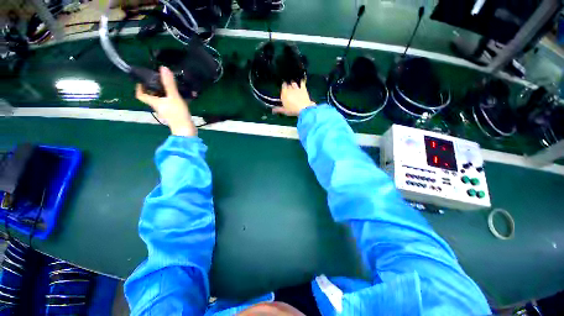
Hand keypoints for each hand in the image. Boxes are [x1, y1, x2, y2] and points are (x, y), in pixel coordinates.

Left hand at [136, 66, 196, 136]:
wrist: (186, 129)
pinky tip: (183, 96)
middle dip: (155, 87)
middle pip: (152, 96)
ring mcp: (166, 111)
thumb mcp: (174, 97)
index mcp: (154, 102)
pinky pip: (171, 104)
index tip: (142, 80)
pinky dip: (174, 99)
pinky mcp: (174, 114)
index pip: (140, 94)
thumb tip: (163, 68)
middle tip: (161, 80)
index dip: (139, 87)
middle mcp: (158, 106)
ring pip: (163, 100)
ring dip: (166, 93)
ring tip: (174, 86)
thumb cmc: (177, 113)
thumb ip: (169, 84)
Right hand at [273, 80, 314, 116]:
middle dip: (288, 86)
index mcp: (284, 94)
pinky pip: (302, 82)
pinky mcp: (303, 88)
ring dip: (293, 84)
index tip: (284, 90)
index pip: (282, 87)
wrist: (303, 109)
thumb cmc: (292, 110)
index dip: (283, 88)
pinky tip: (301, 81)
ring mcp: (296, 88)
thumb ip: (278, 109)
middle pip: (288, 85)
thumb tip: (273, 110)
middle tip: (288, 89)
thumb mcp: (284, 111)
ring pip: (293, 83)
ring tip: (293, 85)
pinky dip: (301, 81)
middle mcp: (289, 89)